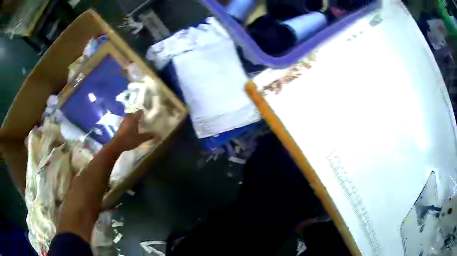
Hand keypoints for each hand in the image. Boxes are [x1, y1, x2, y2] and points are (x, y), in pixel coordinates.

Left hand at [110, 110, 157, 151]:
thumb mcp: (140, 139)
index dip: (144, 113)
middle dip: (138, 116)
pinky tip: (132, 129)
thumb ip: (148, 136)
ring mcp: (123, 121)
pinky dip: (129, 123)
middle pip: (134, 114)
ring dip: (133, 120)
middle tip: (143, 121)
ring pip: (129, 117)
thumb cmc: (129, 140)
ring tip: (138, 125)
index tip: (148, 116)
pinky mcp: (120, 126)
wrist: (116, 145)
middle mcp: (128, 118)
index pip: (140, 112)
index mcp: (133, 118)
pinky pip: (126, 122)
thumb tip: (158, 135)